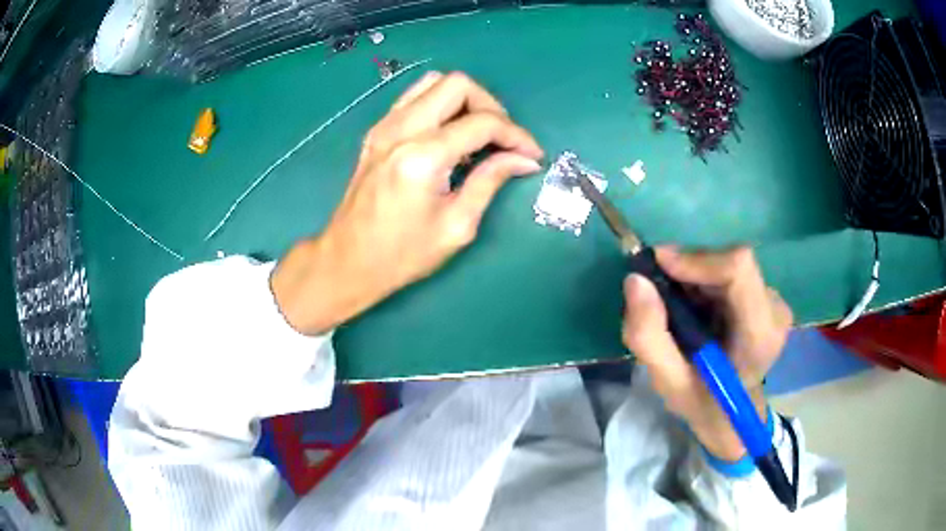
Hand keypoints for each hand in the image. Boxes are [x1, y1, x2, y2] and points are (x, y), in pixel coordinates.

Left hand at [271, 72, 543, 334]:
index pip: (482, 122)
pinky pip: (414, 98)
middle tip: (504, 139)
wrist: (347, 260)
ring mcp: (384, 126)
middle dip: (491, 106)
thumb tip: (523, 159)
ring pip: (433, 82)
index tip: (531, 155)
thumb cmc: (402, 255)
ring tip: (479, 134)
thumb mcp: (456, 226)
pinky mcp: (377, 131)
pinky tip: (450, 135)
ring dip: (464, 100)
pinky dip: (441, 105)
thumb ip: (490, 181)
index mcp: (422, 157)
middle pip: (457, 85)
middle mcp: (400, 130)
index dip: (516, 135)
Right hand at [622, 247, 792, 461]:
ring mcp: (774, 300)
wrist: (731, 415)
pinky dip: (702, 281)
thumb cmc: (703, 404)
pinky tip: (693, 308)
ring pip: (726, 264)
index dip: (697, 259)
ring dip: (693, 277)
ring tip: (675, 308)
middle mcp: (774, 309)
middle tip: (657, 292)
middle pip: (728, 263)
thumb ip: (648, 336)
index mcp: (759, 335)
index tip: (657, 265)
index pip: (738, 270)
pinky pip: (729, 271)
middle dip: (688, 270)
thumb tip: (635, 280)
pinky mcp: (766, 295)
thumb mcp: (668, 382)